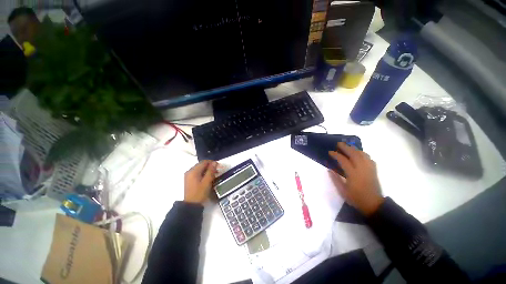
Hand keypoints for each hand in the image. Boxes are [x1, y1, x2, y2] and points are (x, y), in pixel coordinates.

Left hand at [184, 160, 217, 204]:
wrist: (191, 205)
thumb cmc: (200, 193)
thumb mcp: (207, 181)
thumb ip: (211, 171)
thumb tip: (215, 162)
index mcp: (193, 171)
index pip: (204, 162)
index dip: (212, 162)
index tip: (218, 166)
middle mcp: (189, 171)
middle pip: (201, 165)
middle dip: (209, 166)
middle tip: (217, 171)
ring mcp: (188, 176)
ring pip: (199, 169)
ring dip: (207, 170)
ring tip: (213, 175)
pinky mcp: (189, 180)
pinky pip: (197, 173)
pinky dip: (203, 173)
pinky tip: (207, 178)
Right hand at [328, 142, 383, 215]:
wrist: (373, 204)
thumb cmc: (356, 198)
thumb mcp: (342, 191)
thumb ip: (335, 179)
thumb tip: (329, 169)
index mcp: (353, 174)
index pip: (343, 160)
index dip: (336, 155)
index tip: (330, 152)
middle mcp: (362, 169)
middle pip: (354, 154)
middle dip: (346, 147)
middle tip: (339, 144)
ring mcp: (369, 169)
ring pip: (363, 154)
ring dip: (354, 149)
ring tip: (348, 146)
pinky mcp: (374, 170)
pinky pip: (369, 158)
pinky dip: (363, 154)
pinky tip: (359, 154)